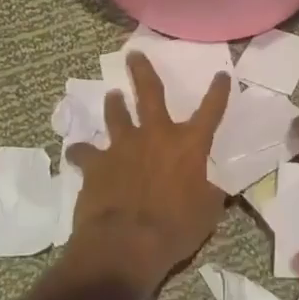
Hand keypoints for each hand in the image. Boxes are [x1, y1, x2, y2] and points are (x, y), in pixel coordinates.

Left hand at [63, 52, 230, 294]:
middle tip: (134, 54)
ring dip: (114, 105)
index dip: (218, 92)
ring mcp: (122, 147)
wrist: (125, 245)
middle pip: (150, 93)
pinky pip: (84, 153)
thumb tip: (213, 189)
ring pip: (116, 115)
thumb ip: (209, 194)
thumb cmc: (175, 229)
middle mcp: (156, 136)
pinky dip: (81, 152)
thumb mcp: (206, 213)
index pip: (211, 111)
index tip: (221, 75)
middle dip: (142, 71)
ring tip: (112, 96)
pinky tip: (77, 152)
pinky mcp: (96, 164)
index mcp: (189, 146)